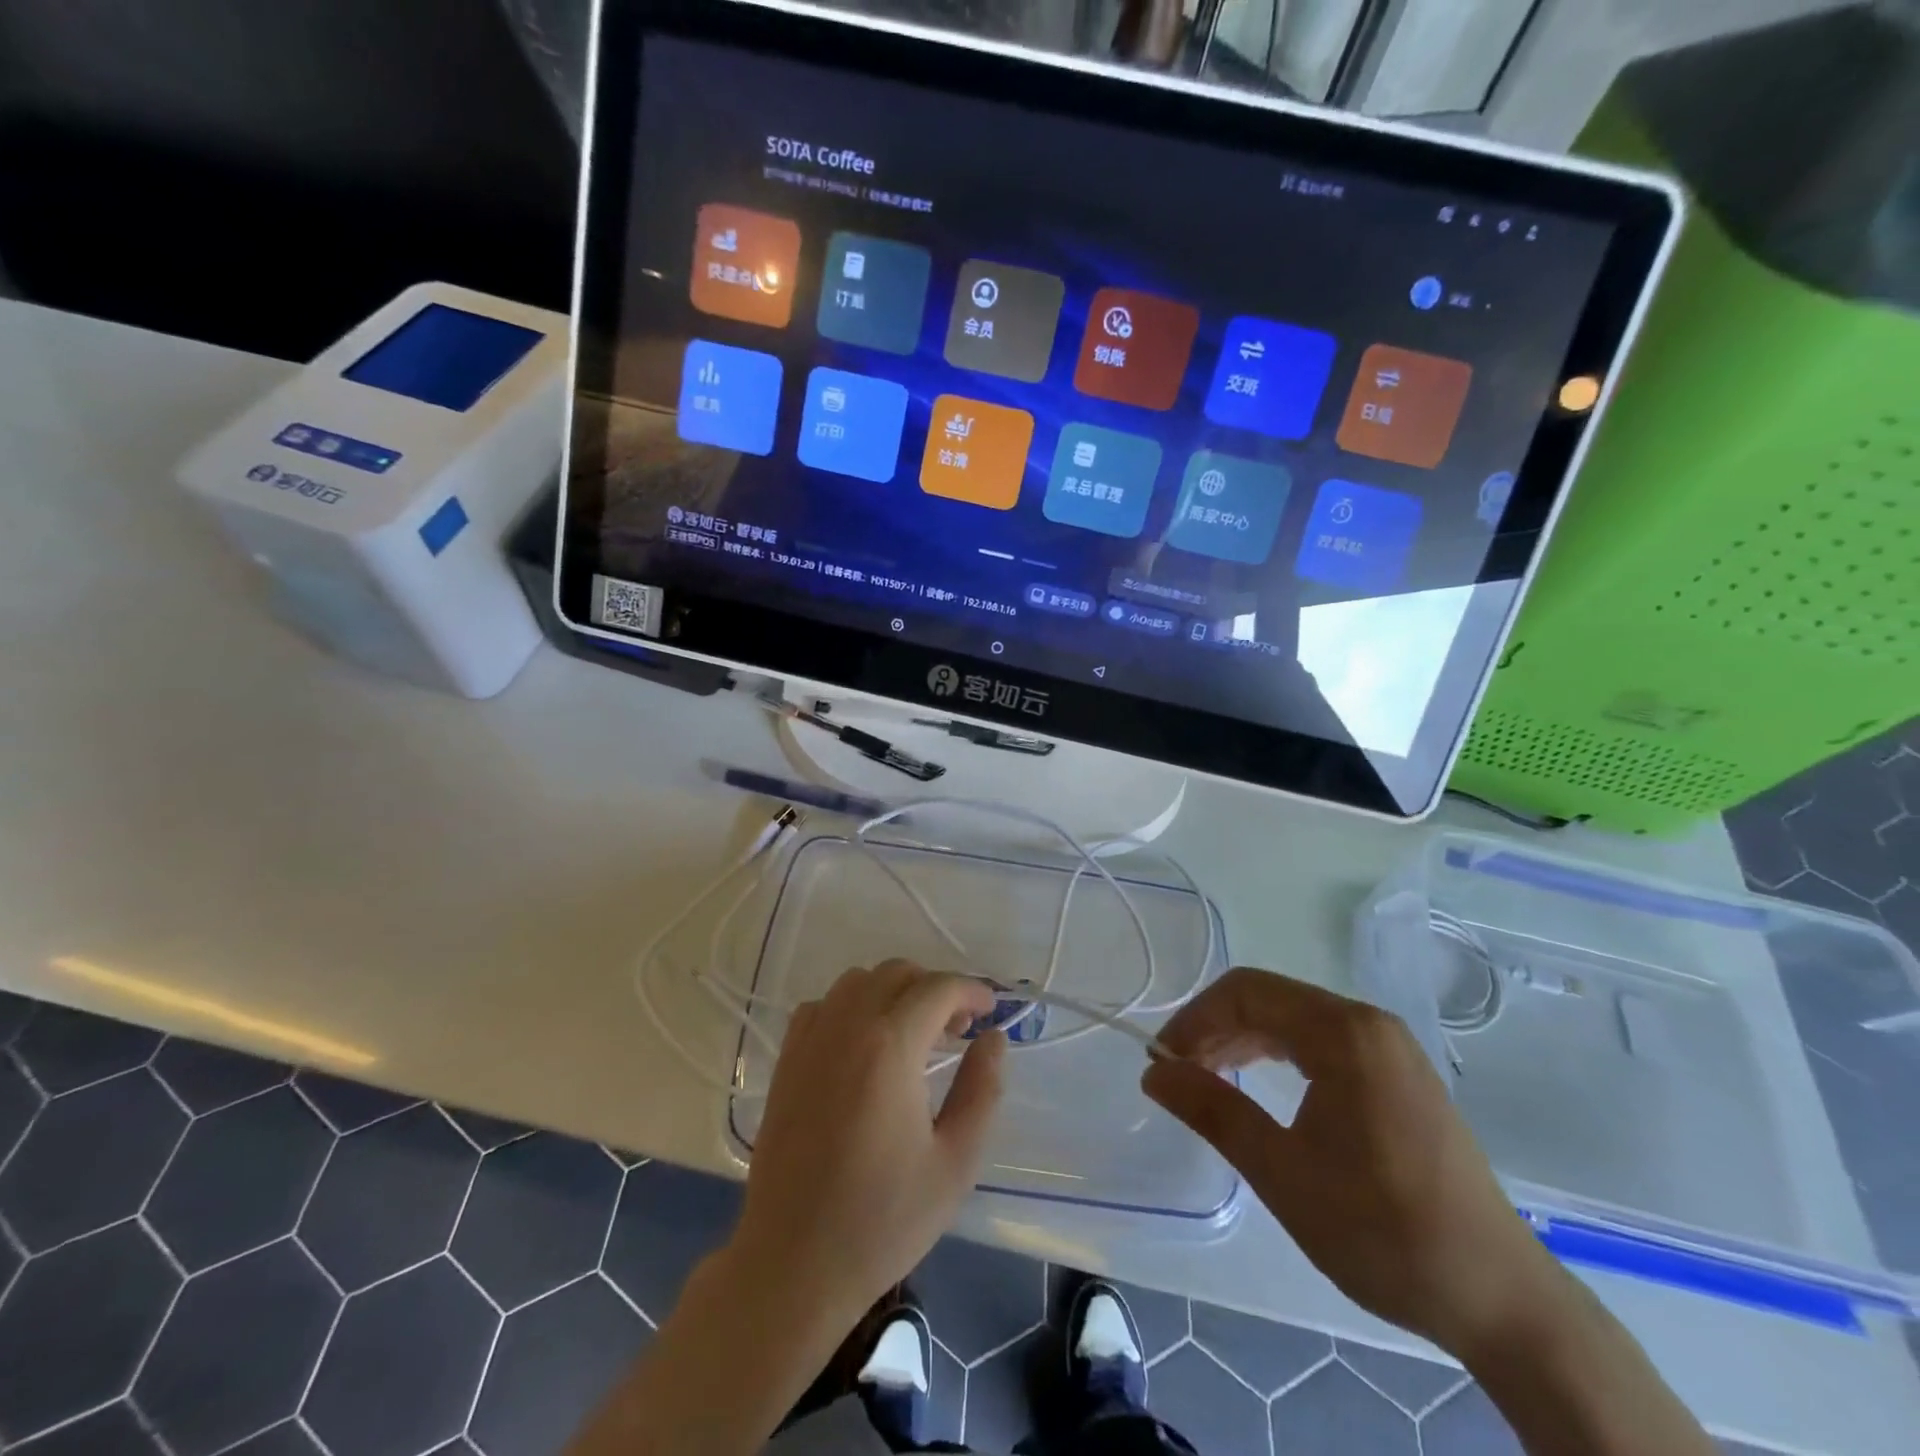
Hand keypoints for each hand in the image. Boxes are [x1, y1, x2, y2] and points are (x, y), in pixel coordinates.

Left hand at [731, 960, 1005, 1324]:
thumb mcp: (955, 1162)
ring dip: (892, 992)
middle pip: (897, 973)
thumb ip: (982, 1090)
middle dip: (935, 989)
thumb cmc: (883, 1219)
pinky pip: (823, 1005)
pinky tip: (863, 1047)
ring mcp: (810, 1040)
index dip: (971, 990)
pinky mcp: (787, 1060)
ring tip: (912, 1035)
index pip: (938, 988)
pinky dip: (851, 1007)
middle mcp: (847, 1026)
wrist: (794, 1264)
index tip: (990, 1012)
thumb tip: (993, 1039)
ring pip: (858, 981)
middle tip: (957, 1030)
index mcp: (891, 1046)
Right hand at [1143, 967, 1563, 1358]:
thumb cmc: (1381, 1230)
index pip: (1246, 992)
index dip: (1194, 1018)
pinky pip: (1321, 1040)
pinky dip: (1278, 1054)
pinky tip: (1259, 1087)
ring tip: (1210, 1081)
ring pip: (1293, 1018)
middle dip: (1215, 1028)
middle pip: (1269, 998)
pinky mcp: (1398, 1073)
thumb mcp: (1281, 1172)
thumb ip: (1212, 1110)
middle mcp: (1368, 1022)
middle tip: (1180, 1075)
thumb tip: (1153, 1072)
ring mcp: (1389, 1046)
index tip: (1163, 1062)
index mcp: (1343, 1032)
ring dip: (1244, 1040)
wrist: (1499, 1299)